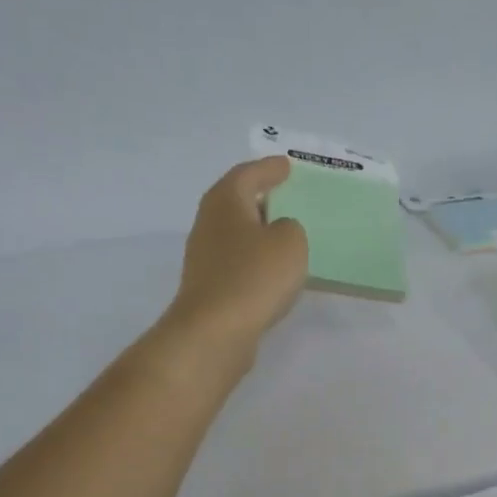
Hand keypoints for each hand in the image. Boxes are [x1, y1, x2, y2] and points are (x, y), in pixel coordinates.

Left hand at [160, 158, 308, 369]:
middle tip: (286, 194)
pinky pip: (238, 261)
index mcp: (225, 202)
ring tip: (284, 233)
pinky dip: (255, 259)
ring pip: (236, 233)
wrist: (215, 331)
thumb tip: (278, 232)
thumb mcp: (290, 242)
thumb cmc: (254, 277)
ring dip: (257, 230)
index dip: (269, 169)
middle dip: (259, 196)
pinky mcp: (210, 287)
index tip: (287, 166)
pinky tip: (273, 270)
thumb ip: (290, 228)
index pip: (247, 174)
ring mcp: (205, 257)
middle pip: (235, 201)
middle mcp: (209, 224)